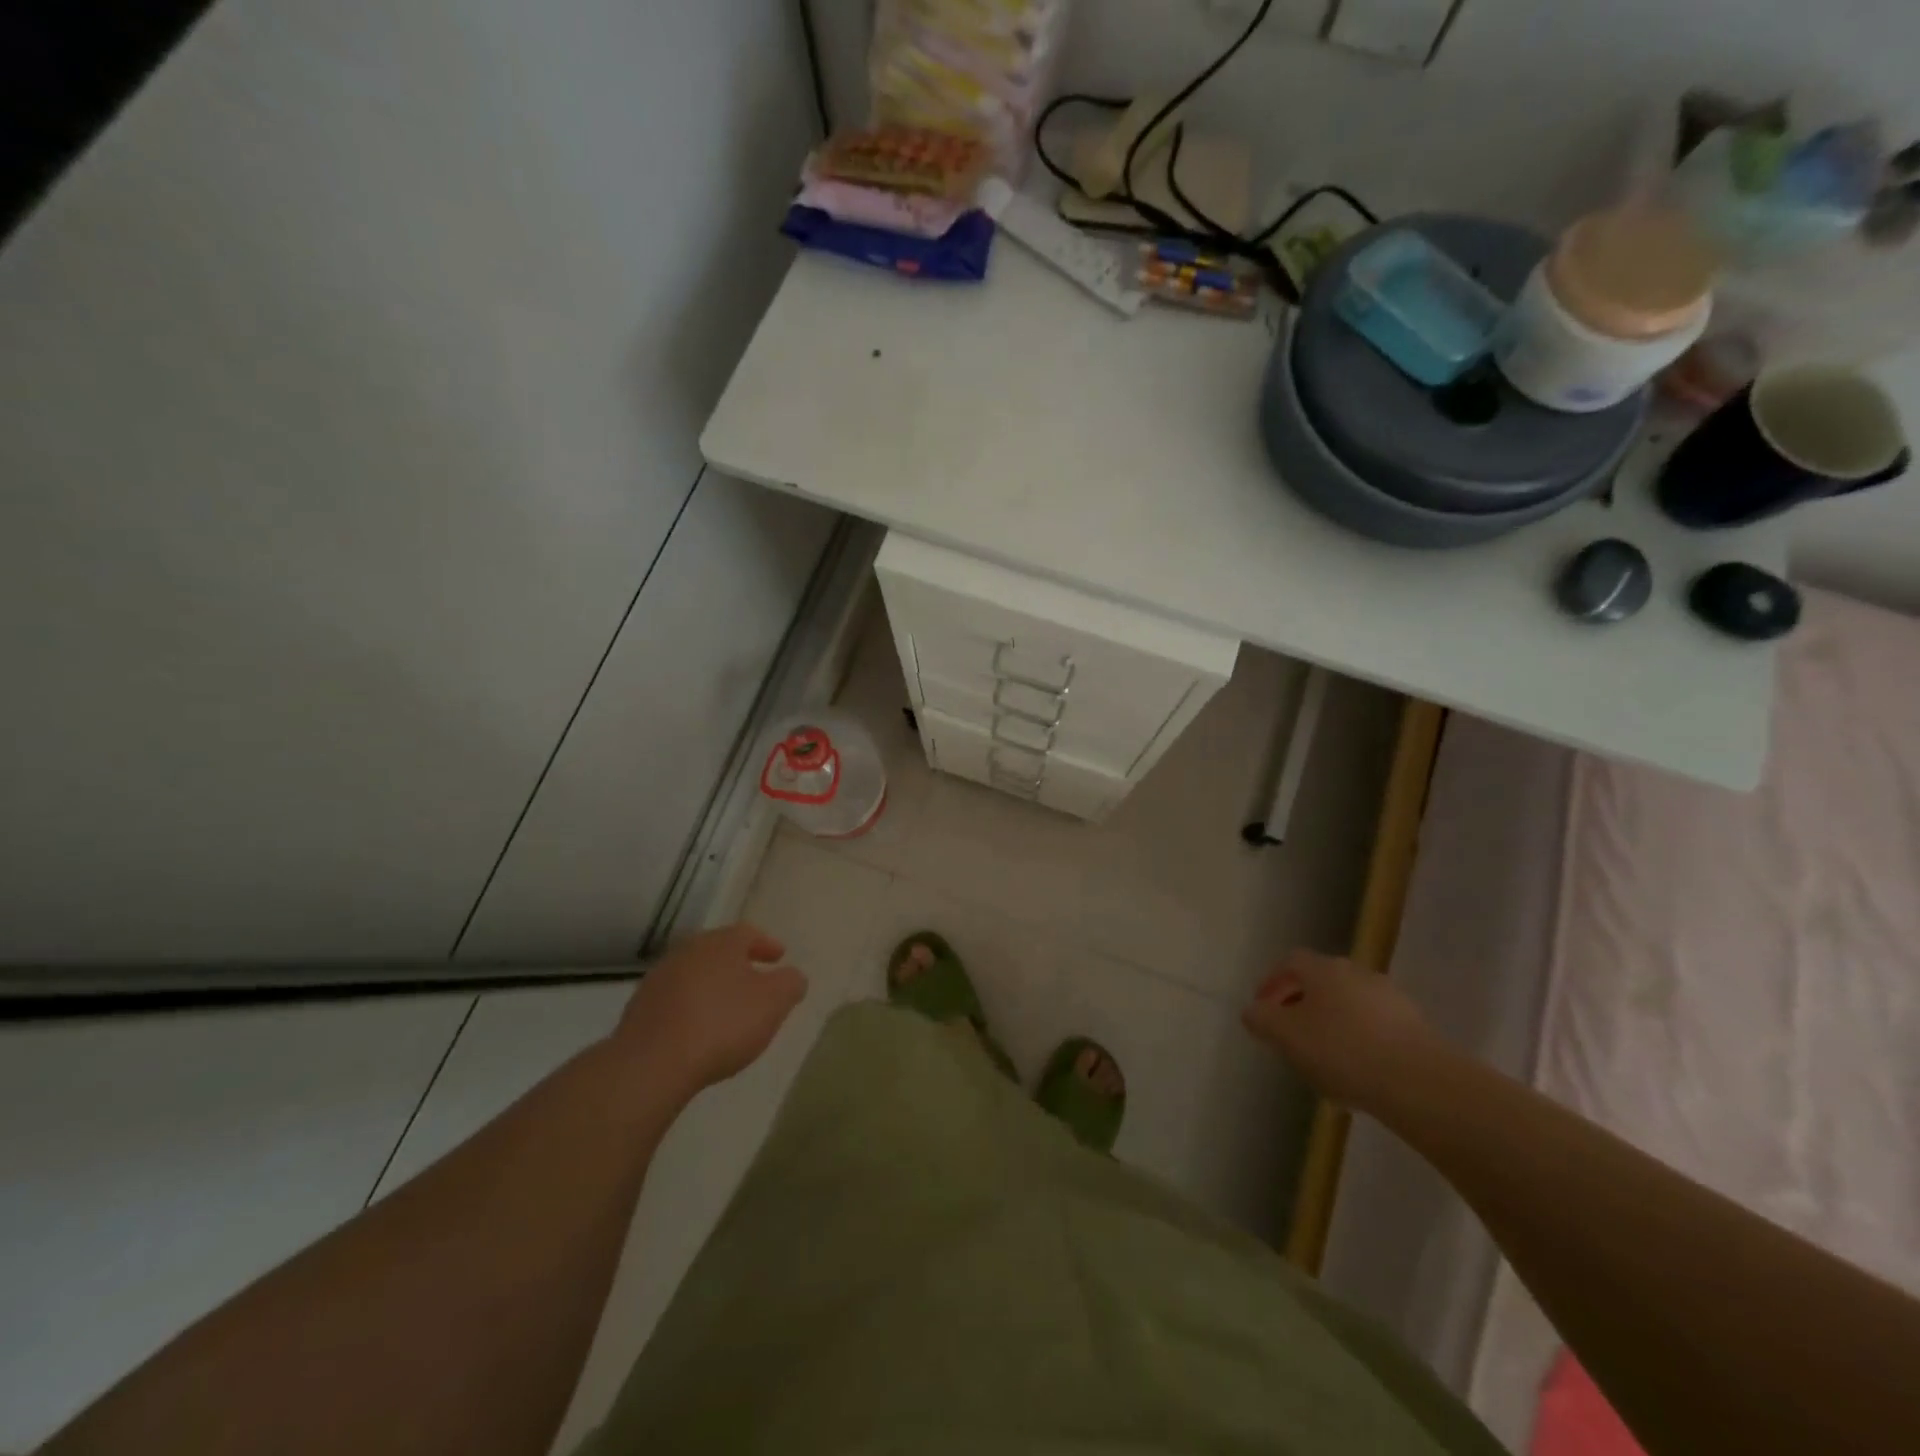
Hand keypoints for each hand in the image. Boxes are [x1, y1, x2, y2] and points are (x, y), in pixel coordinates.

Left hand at [612, 924, 806, 1099]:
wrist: (652, 1063)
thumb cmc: (722, 1024)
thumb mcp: (773, 1003)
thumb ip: (790, 984)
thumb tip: (792, 976)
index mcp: (721, 942)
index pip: (748, 933)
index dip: (766, 944)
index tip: (779, 957)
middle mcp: (688, 951)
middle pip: (718, 950)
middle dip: (738, 963)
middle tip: (755, 980)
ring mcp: (659, 979)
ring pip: (695, 974)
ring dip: (713, 985)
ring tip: (727, 1008)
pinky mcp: (640, 1009)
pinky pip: (675, 1000)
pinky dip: (691, 1006)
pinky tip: (698, 1029)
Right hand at [1242, 950, 1444, 1113]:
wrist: (1420, 1083)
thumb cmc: (1342, 1050)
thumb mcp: (1285, 1036)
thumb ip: (1261, 1019)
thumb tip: (1253, 1011)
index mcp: (1323, 969)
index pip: (1290, 961)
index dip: (1272, 982)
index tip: (1262, 1009)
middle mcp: (1357, 972)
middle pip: (1321, 981)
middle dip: (1302, 1004)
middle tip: (1290, 1033)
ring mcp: (1391, 998)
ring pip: (1349, 1004)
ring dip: (1332, 1023)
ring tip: (1323, 1059)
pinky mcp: (1416, 1027)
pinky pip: (1375, 1027)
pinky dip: (1360, 1041)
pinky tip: (1357, 1072)